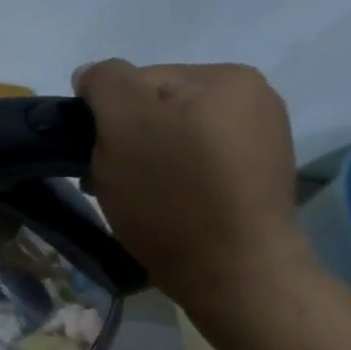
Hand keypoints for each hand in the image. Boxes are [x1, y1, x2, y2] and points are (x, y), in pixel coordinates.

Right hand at [72, 60, 313, 314]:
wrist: (234, 274)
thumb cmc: (173, 196)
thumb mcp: (125, 125)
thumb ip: (105, 84)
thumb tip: (91, 75)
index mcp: (225, 77)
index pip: (135, 81)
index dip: (106, 119)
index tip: (100, 158)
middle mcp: (252, 99)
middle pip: (153, 110)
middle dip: (125, 142)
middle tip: (111, 182)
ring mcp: (259, 141)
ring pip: (170, 139)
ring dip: (142, 163)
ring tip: (135, 199)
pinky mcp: (254, 180)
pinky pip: (193, 166)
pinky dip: (170, 182)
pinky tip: (164, 208)